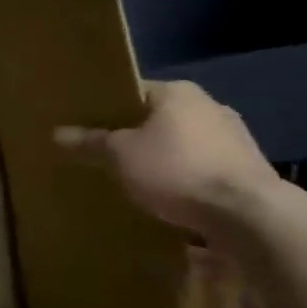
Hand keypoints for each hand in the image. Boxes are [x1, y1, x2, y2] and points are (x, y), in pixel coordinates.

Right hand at [53, 80, 282, 241]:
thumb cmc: (176, 170)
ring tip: (134, 179)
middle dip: (135, 135)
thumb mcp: (120, 156)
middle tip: (106, 154)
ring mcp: (235, 138)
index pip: (132, 91)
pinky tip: (169, 197)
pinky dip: (185, 178)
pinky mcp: (249, 170)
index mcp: (178, 92)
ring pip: (183, 143)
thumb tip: (57, 134)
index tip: (87, 126)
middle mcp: (210, 106)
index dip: (107, 108)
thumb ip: (90, 143)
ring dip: (163, 158)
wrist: (250, 216)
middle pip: (158, 117)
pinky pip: (203, 167)